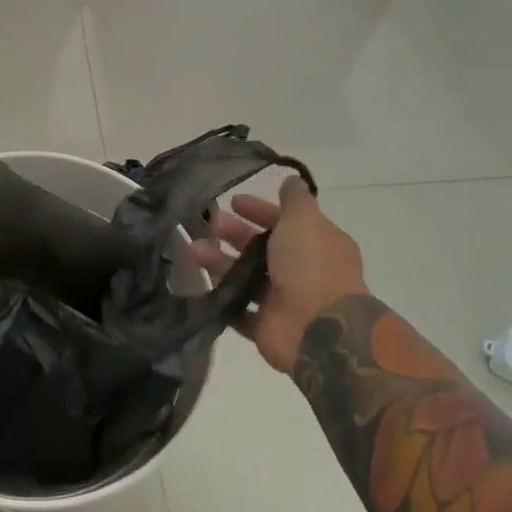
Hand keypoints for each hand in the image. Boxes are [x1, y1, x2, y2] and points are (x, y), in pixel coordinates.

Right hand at [189, 177, 367, 374]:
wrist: (320, 331)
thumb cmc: (311, 267)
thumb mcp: (304, 221)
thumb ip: (296, 200)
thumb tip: (291, 180)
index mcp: (316, 244)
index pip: (283, 221)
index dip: (258, 210)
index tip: (231, 202)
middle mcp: (302, 270)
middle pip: (260, 248)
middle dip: (232, 235)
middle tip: (205, 227)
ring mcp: (283, 300)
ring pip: (245, 277)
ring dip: (219, 263)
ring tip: (191, 254)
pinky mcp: (266, 326)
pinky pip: (238, 309)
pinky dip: (221, 298)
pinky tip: (199, 285)